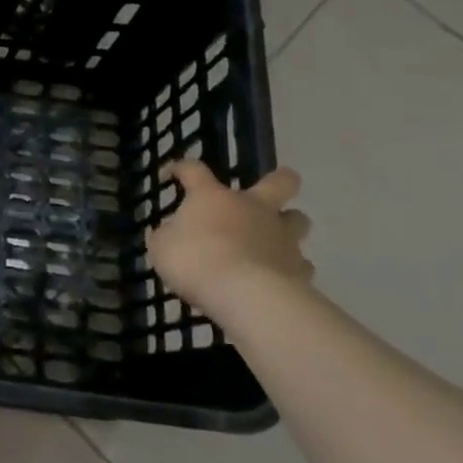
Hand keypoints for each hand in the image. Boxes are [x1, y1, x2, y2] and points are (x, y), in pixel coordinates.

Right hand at [146, 159, 313, 317]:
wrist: (245, 295)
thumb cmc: (195, 261)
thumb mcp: (162, 247)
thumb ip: (168, 236)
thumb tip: (172, 234)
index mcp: (213, 197)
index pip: (194, 169)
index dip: (181, 168)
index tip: (172, 174)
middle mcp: (252, 208)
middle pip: (279, 182)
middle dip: (279, 180)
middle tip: (268, 190)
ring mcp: (281, 236)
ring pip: (298, 219)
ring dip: (288, 225)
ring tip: (274, 239)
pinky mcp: (299, 268)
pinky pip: (300, 264)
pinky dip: (291, 267)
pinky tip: (279, 277)